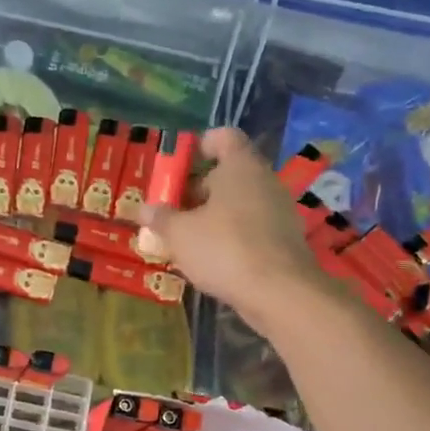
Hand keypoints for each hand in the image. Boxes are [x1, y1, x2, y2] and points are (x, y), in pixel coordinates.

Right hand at [138, 127, 321, 327]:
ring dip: (213, 216)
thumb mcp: (180, 234)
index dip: (201, 145)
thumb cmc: (224, 249)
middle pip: (229, 173)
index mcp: (240, 167)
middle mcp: (264, 181)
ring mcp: (279, 211)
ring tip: (186, 239)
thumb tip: (145, 209)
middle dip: (198, 189)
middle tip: (172, 210)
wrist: (279, 293)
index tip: (180, 165)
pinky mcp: (284, 240)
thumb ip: (161, 218)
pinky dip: (231, 237)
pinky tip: (211, 259)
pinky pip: (251, 228)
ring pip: (240, 203)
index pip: (224, 137)